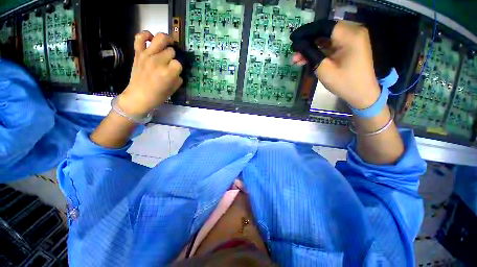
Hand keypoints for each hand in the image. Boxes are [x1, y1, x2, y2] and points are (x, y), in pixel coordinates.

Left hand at [118, 31, 182, 115]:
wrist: (139, 96)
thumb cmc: (158, 96)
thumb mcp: (173, 89)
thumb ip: (178, 78)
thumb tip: (178, 71)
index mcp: (168, 73)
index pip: (179, 63)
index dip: (179, 67)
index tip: (177, 71)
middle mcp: (158, 61)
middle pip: (171, 51)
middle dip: (174, 56)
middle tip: (171, 61)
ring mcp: (147, 55)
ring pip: (160, 38)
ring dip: (167, 40)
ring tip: (169, 43)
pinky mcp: (138, 53)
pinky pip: (140, 38)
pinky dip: (146, 35)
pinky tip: (151, 39)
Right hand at [292, 21, 379, 108]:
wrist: (362, 93)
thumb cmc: (344, 83)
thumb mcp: (324, 69)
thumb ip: (310, 53)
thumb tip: (297, 44)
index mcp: (350, 35)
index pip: (324, 26)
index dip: (306, 32)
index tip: (292, 39)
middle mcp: (353, 32)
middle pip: (325, 31)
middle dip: (307, 41)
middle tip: (294, 52)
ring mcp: (352, 39)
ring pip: (326, 39)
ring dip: (311, 48)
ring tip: (297, 59)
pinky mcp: (349, 46)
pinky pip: (331, 45)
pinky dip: (319, 51)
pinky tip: (306, 58)